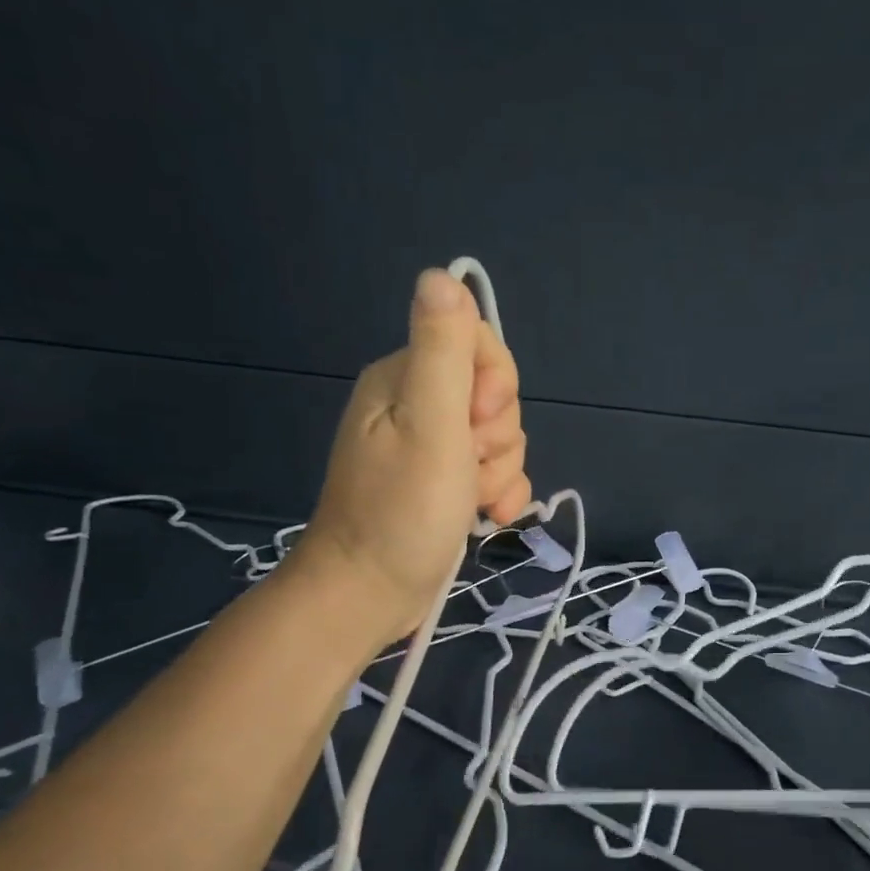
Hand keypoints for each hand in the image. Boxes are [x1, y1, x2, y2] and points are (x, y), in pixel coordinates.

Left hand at [296, 270, 530, 639]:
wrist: (368, 595)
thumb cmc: (400, 512)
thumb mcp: (430, 426)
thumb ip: (442, 352)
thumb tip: (443, 275)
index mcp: (405, 378)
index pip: (479, 345)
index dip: (495, 384)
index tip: (473, 421)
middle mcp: (418, 405)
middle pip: (495, 396)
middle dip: (498, 437)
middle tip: (467, 468)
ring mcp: (432, 448)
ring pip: (501, 439)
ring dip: (500, 473)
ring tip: (472, 502)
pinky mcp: (444, 484)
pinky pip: (494, 473)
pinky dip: (499, 495)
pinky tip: (487, 518)